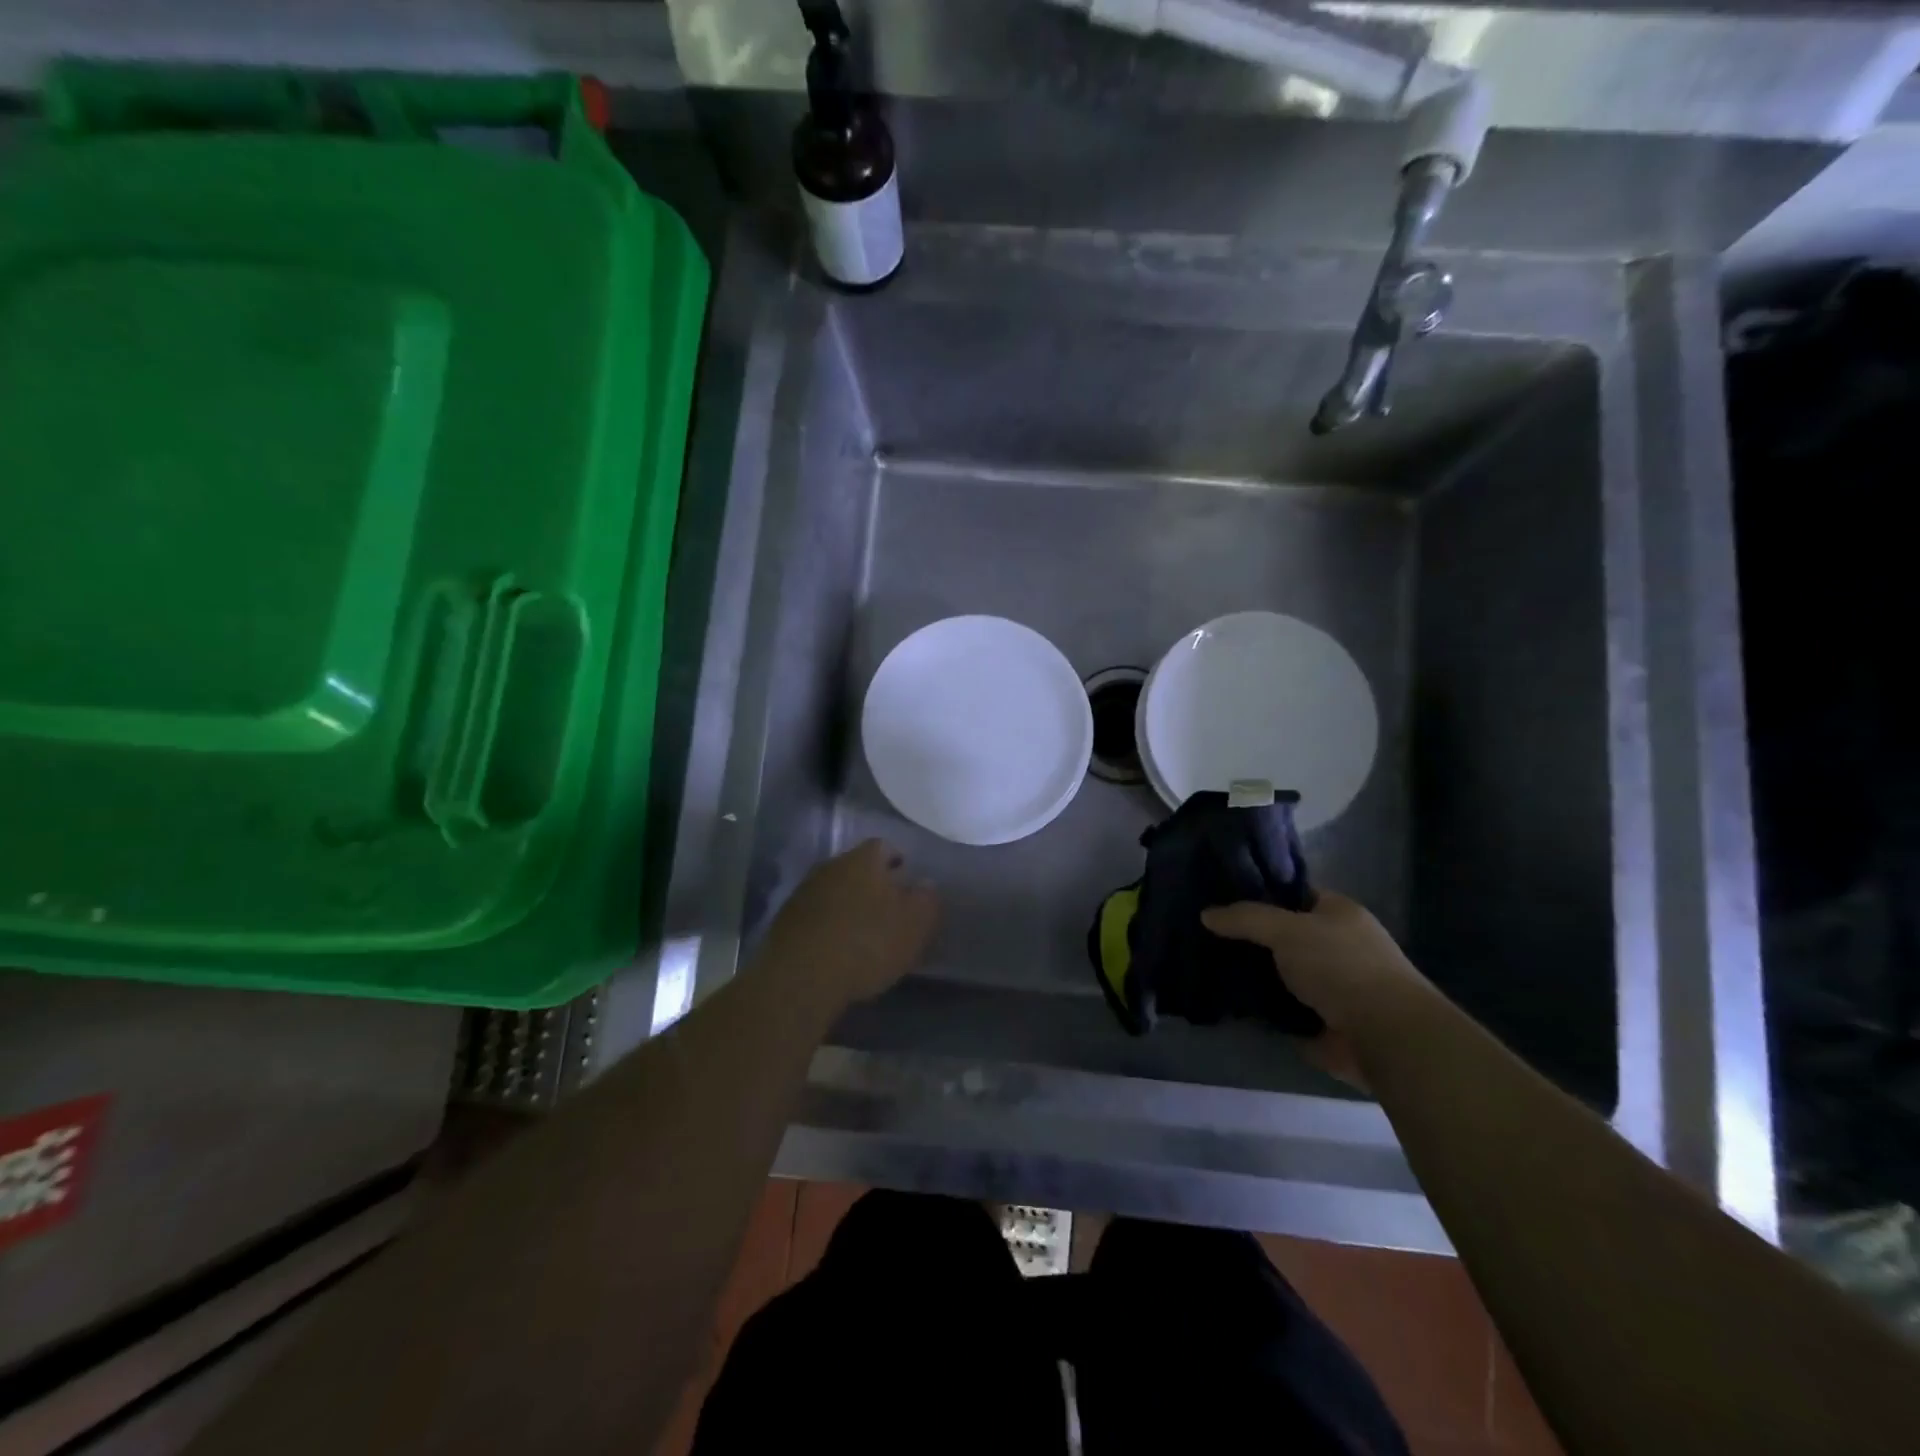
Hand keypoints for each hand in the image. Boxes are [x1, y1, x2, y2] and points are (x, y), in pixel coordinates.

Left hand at [758, 840, 938, 1009]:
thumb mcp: (914, 925)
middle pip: (856, 867)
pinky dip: (827, 924)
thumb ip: (926, 900)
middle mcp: (831, 866)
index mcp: (864, 860)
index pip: (884, 847)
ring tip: (861, 931)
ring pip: (834, 889)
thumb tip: (925, 884)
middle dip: (872, 883)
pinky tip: (835, 947)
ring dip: (847, 904)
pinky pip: (815, 914)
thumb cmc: (868, 944)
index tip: (906, 880)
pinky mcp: (785, 920)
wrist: (801, 976)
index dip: (897, 861)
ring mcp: (804, 891)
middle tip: (887, 907)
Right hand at [1201, 892, 1428, 1087]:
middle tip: (1207, 934)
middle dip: (1251, 938)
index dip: (1261, 893)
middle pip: (1284, 935)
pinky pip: (1282, 1008)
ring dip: (1254, 975)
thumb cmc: (1341, 966)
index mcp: (1339, 913)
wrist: (1384, 1035)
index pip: (1294, 893)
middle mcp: (1338, 945)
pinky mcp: (1323, 1022)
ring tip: (1209, 966)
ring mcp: (1332, 986)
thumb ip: (1245, 918)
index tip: (1221, 897)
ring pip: (1281, 973)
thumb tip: (1206, 914)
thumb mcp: (1287, 929)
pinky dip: (1261, 1008)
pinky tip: (1228, 1000)